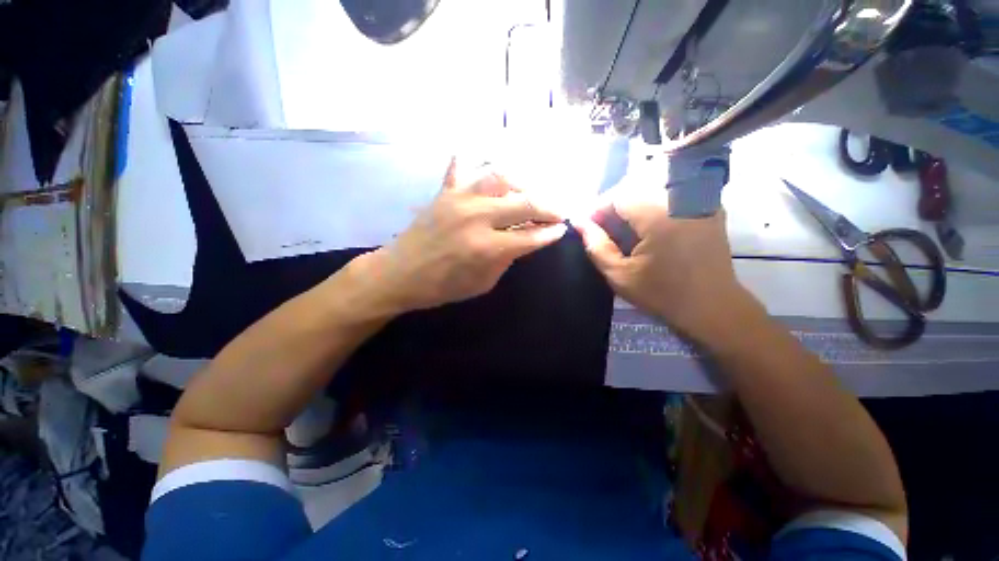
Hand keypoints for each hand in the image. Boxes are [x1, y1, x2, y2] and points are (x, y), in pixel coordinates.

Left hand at [354, 159, 567, 313]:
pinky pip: (462, 168)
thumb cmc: (442, 286)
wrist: (399, 274)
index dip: (550, 233)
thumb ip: (507, 259)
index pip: (530, 236)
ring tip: (530, 193)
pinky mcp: (444, 192)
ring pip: (500, 177)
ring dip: (522, 184)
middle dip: (547, 207)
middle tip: (557, 211)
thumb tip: (527, 239)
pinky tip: (485, 161)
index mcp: (486, 247)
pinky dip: (475, 161)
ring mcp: (459, 199)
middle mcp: (476, 216)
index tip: (561, 229)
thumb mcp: (482, 283)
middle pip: (523, 202)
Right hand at [574, 187, 756, 343]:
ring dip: (633, 206)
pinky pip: (672, 194)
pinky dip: (653, 205)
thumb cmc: (662, 294)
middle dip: (614, 208)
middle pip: (636, 188)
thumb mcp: (619, 274)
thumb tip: (579, 223)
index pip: (618, 195)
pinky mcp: (708, 207)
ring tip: (623, 230)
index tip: (589, 228)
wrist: (713, 307)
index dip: (598, 210)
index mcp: (659, 215)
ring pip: (653, 189)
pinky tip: (648, 227)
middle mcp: (682, 199)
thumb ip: (596, 246)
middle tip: (604, 230)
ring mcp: (699, 200)